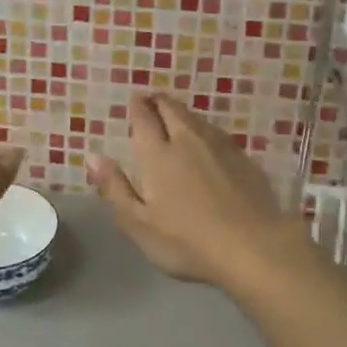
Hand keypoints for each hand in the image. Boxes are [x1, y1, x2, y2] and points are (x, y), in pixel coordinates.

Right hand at [87, 94, 312, 291]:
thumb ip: (115, 188)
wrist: (254, 247)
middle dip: (160, 102)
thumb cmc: (187, 241)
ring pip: (197, 119)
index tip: (135, 99)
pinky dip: (206, 130)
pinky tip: (208, 140)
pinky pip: (218, 134)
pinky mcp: (244, 160)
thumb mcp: (139, 224)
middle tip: (153, 99)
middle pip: (172, 110)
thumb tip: (93, 156)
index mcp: (158, 155)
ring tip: (177, 115)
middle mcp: (188, 141)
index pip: (144, 120)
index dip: (138, 107)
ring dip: (183, 113)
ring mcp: (220, 148)